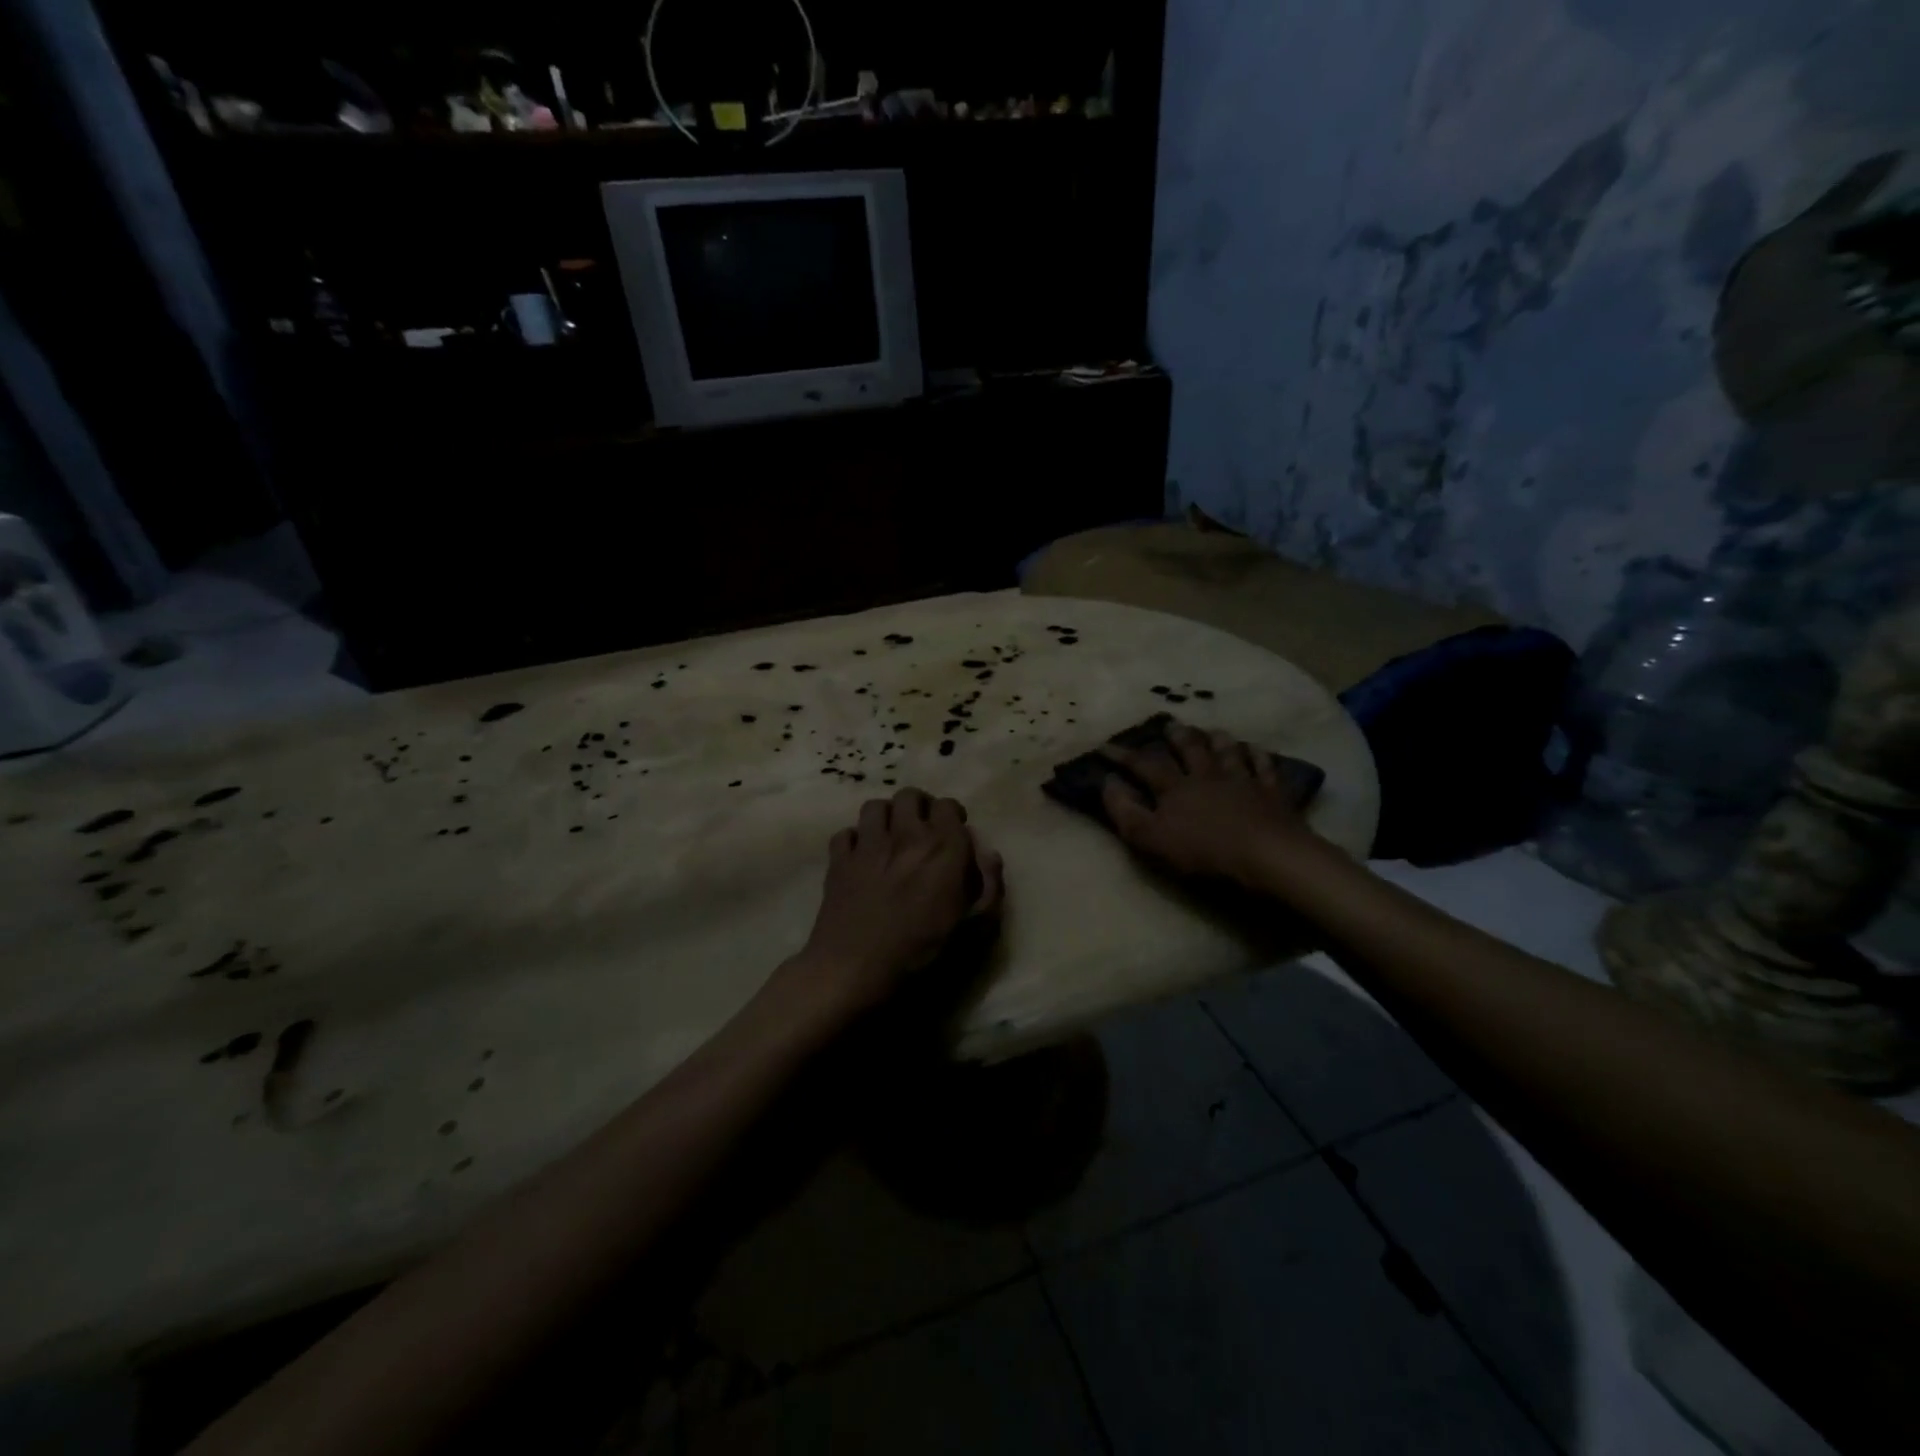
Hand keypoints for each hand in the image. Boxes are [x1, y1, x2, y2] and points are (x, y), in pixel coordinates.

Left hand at [783, 788, 1004, 1020]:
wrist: (855, 968)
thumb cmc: (921, 952)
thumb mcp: (973, 928)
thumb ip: (989, 887)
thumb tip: (990, 854)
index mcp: (942, 848)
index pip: (949, 806)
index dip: (952, 816)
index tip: (954, 833)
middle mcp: (905, 835)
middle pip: (910, 796)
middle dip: (919, 806)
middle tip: (922, 828)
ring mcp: (868, 844)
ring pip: (875, 806)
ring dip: (886, 816)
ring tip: (890, 835)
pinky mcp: (839, 859)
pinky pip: (845, 832)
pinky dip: (854, 839)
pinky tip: (860, 856)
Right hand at [1100, 721, 1318, 884]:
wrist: (1267, 855)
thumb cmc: (1203, 851)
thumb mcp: (1151, 838)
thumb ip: (1125, 810)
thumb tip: (1107, 782)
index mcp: (1175, 787)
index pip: (1143, 765)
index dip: (1122, 755)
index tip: (1105, 745)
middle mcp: (1207, 775)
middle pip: (1190, 749)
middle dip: (1177, 736)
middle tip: (1170, 724)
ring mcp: (1242, 781)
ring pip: (1227, 752)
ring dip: (1217, 740)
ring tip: (1213, 731)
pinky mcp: (1272, 793)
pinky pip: (1264, 767)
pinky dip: (1258, 756)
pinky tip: (1256, 750)